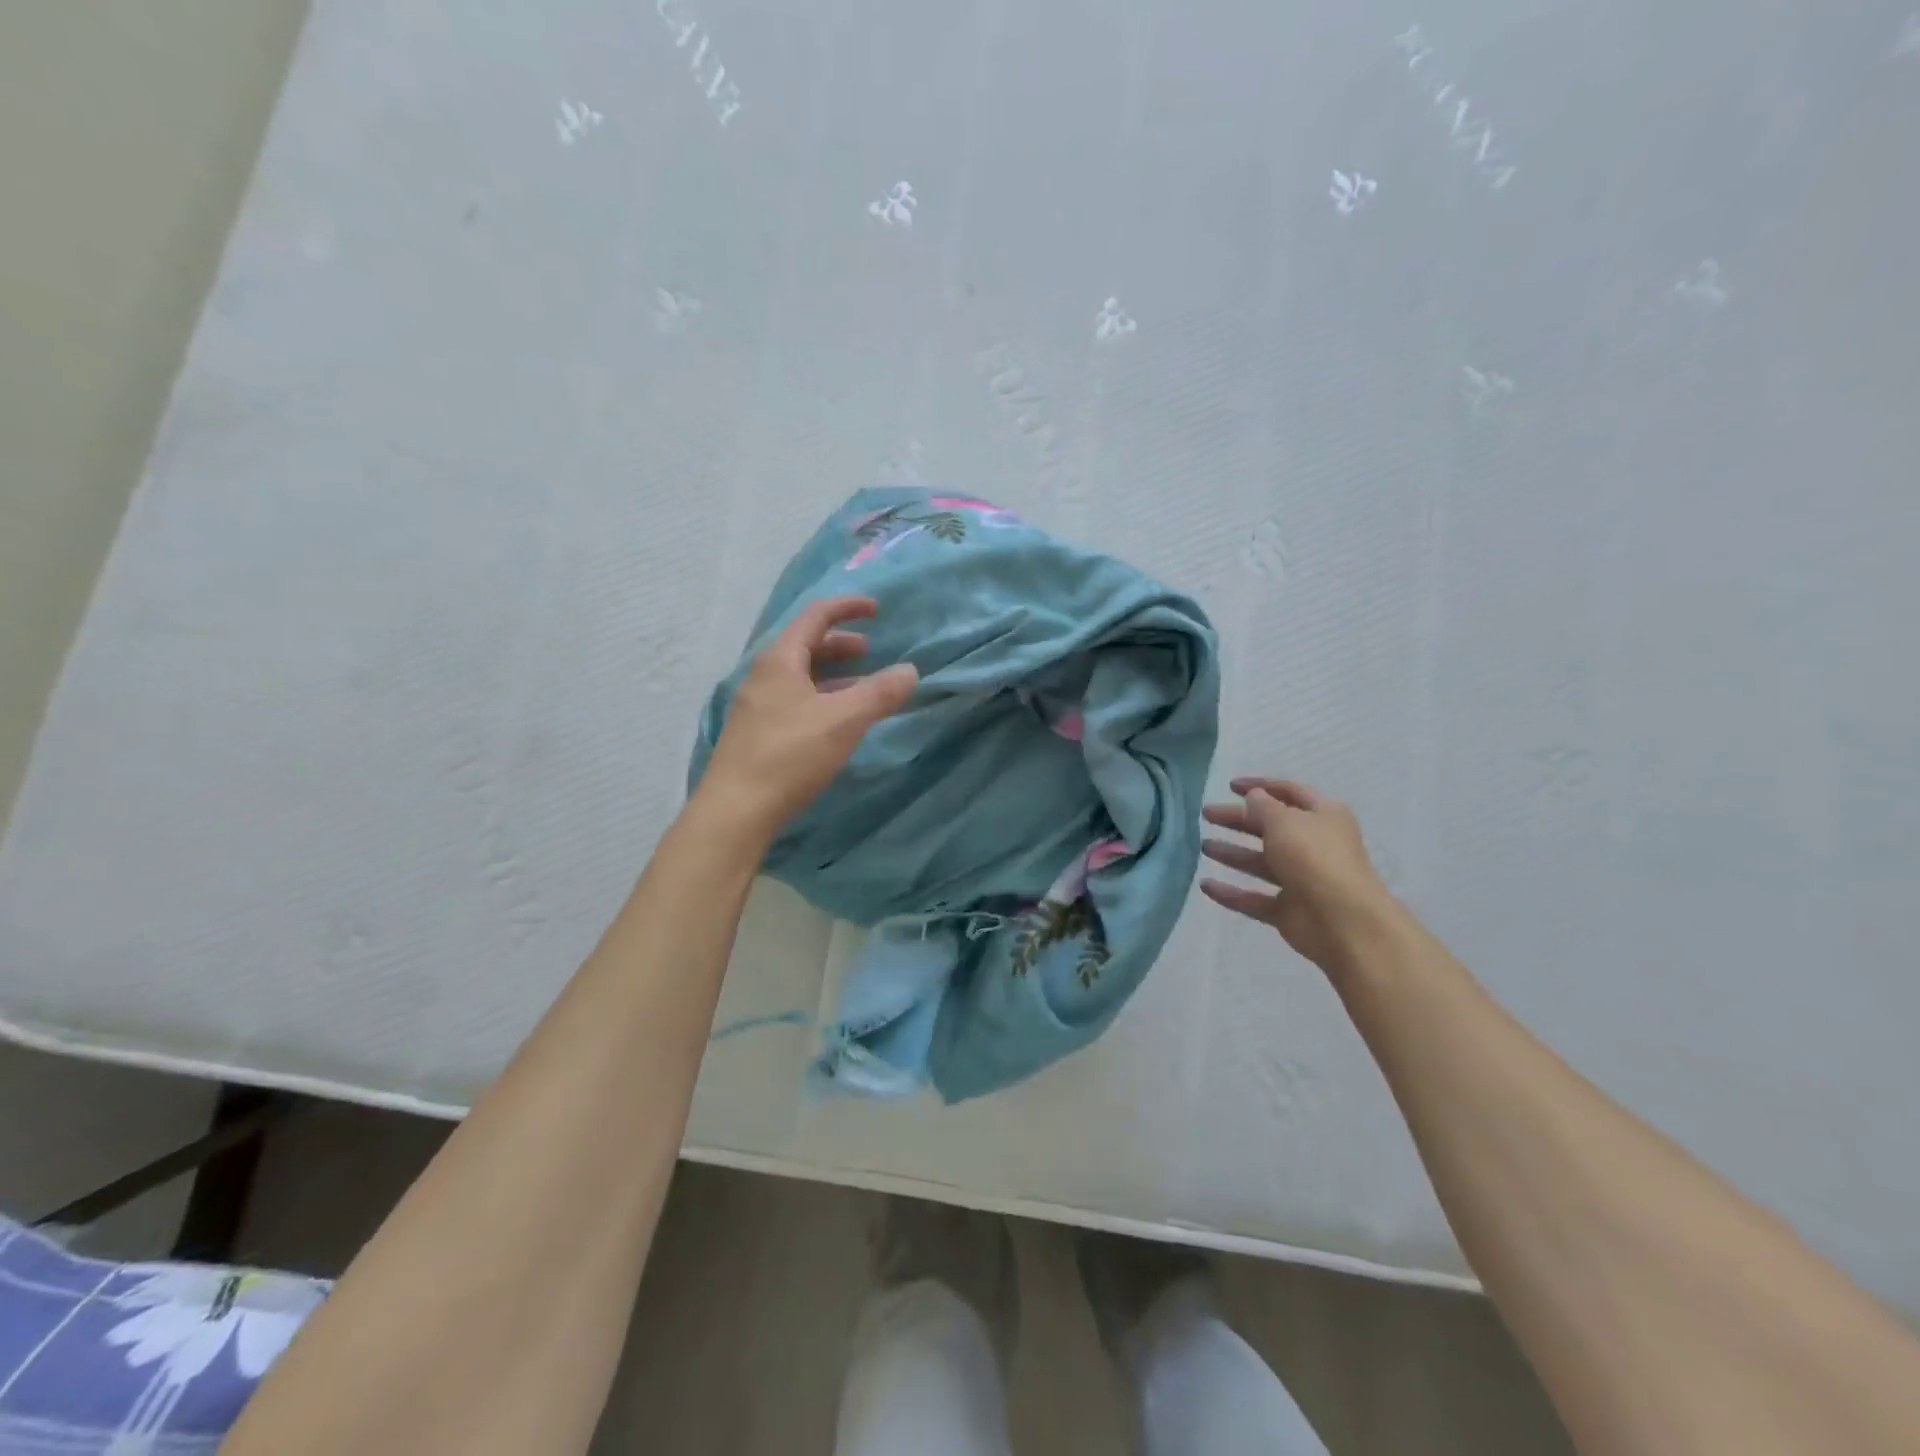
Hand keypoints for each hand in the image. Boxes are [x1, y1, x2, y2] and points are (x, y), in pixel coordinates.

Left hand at [697, 596, 917, 837]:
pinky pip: (794, 701)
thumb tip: (910, 671)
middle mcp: (763, 676)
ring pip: (800, 677)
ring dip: (833, 676)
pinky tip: (836, 723)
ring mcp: (757, 706)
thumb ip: (880, 693)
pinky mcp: (757, 734)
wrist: (736, 810)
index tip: (876, 609)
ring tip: (861, 690)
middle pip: (806, 646)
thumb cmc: (790, 755)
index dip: (847, 608)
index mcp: (780, 660)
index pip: (816, 617)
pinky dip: (821, 699)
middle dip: (841, 644)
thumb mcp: (844, 721)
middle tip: (870, 653)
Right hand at [1200, 777, 1394, 969]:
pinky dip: (1231, 893)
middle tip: (1207, 814)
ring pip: (1261, 863)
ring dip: (1233, 854)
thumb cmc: (1315, 858)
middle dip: (1238, 820)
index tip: (1230, 786)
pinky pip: (1254, 898)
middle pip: (1270, 827)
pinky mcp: (1289, 911)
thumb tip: (1254, 798)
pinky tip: (1205, 886)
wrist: (1344, 922)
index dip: (1260, 786)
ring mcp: (1302, 880)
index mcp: (1323, 816)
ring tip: (1204, 847)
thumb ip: (1263, 807)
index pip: (1289, 792)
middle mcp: (1314, 845)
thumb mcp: (1284, 821)